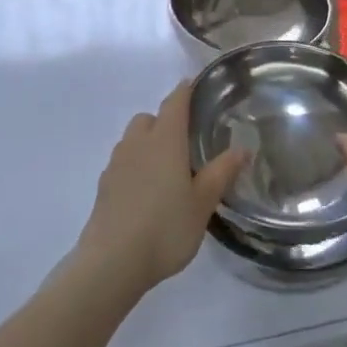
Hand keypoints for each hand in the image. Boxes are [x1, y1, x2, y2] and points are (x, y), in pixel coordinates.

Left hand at [76, 81, 246, 296]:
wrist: (112, 262)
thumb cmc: (165, 227)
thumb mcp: (203, 203)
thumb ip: (221, 172)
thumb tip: (242, 147)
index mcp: (164, 139)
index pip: (175, 102)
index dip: (185, 90)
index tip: (195, 85)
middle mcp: (137, 143)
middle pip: (149, 118)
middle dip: (165, 121)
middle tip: (186, 142)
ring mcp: (116, 164)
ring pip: (133, 140)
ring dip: (148, 144)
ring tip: (168, 169)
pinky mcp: (104, 186)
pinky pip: (123, 163)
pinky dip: (135, 166)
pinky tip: (147, 192)